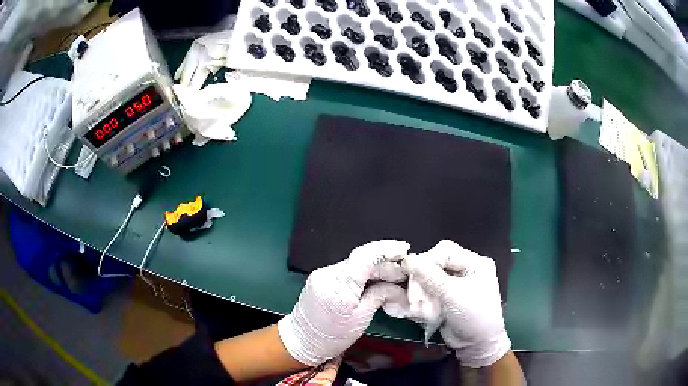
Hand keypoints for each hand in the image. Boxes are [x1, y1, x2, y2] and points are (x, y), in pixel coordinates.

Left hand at [278, 240, 409, 365]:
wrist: (301, 341)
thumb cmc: (332, 337)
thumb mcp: (361, 319)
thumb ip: (378, 296)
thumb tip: (396, 285)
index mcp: (339, 287)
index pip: (364, 257)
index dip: (386, 249)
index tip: (404, 249)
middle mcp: (328, 274)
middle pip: (362, 261)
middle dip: (385, 265)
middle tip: (404, 273)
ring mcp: (322, 274)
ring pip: (355, 265)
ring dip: (376, 269)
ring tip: (394, 278)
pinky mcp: (321, 278)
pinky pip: (347, 271)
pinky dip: (363, 275)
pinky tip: (376, 282)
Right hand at [403, 240, 510, 367]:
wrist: (477, 345)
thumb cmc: (473, 316)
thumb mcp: (453, 295)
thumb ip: (430, 276)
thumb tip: (408, 260)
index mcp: (475, 263)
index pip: (446, 251)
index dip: (428, 260)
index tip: (413, 274)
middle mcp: (466, 270)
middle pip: (437, 264)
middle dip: (423, 278)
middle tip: (415, 293)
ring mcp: (456, 285)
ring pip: (430, 278)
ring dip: (422, 291)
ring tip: (418, 303)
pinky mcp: (447, 298)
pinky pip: (430, 291)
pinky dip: (424, 299)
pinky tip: (421, 308)